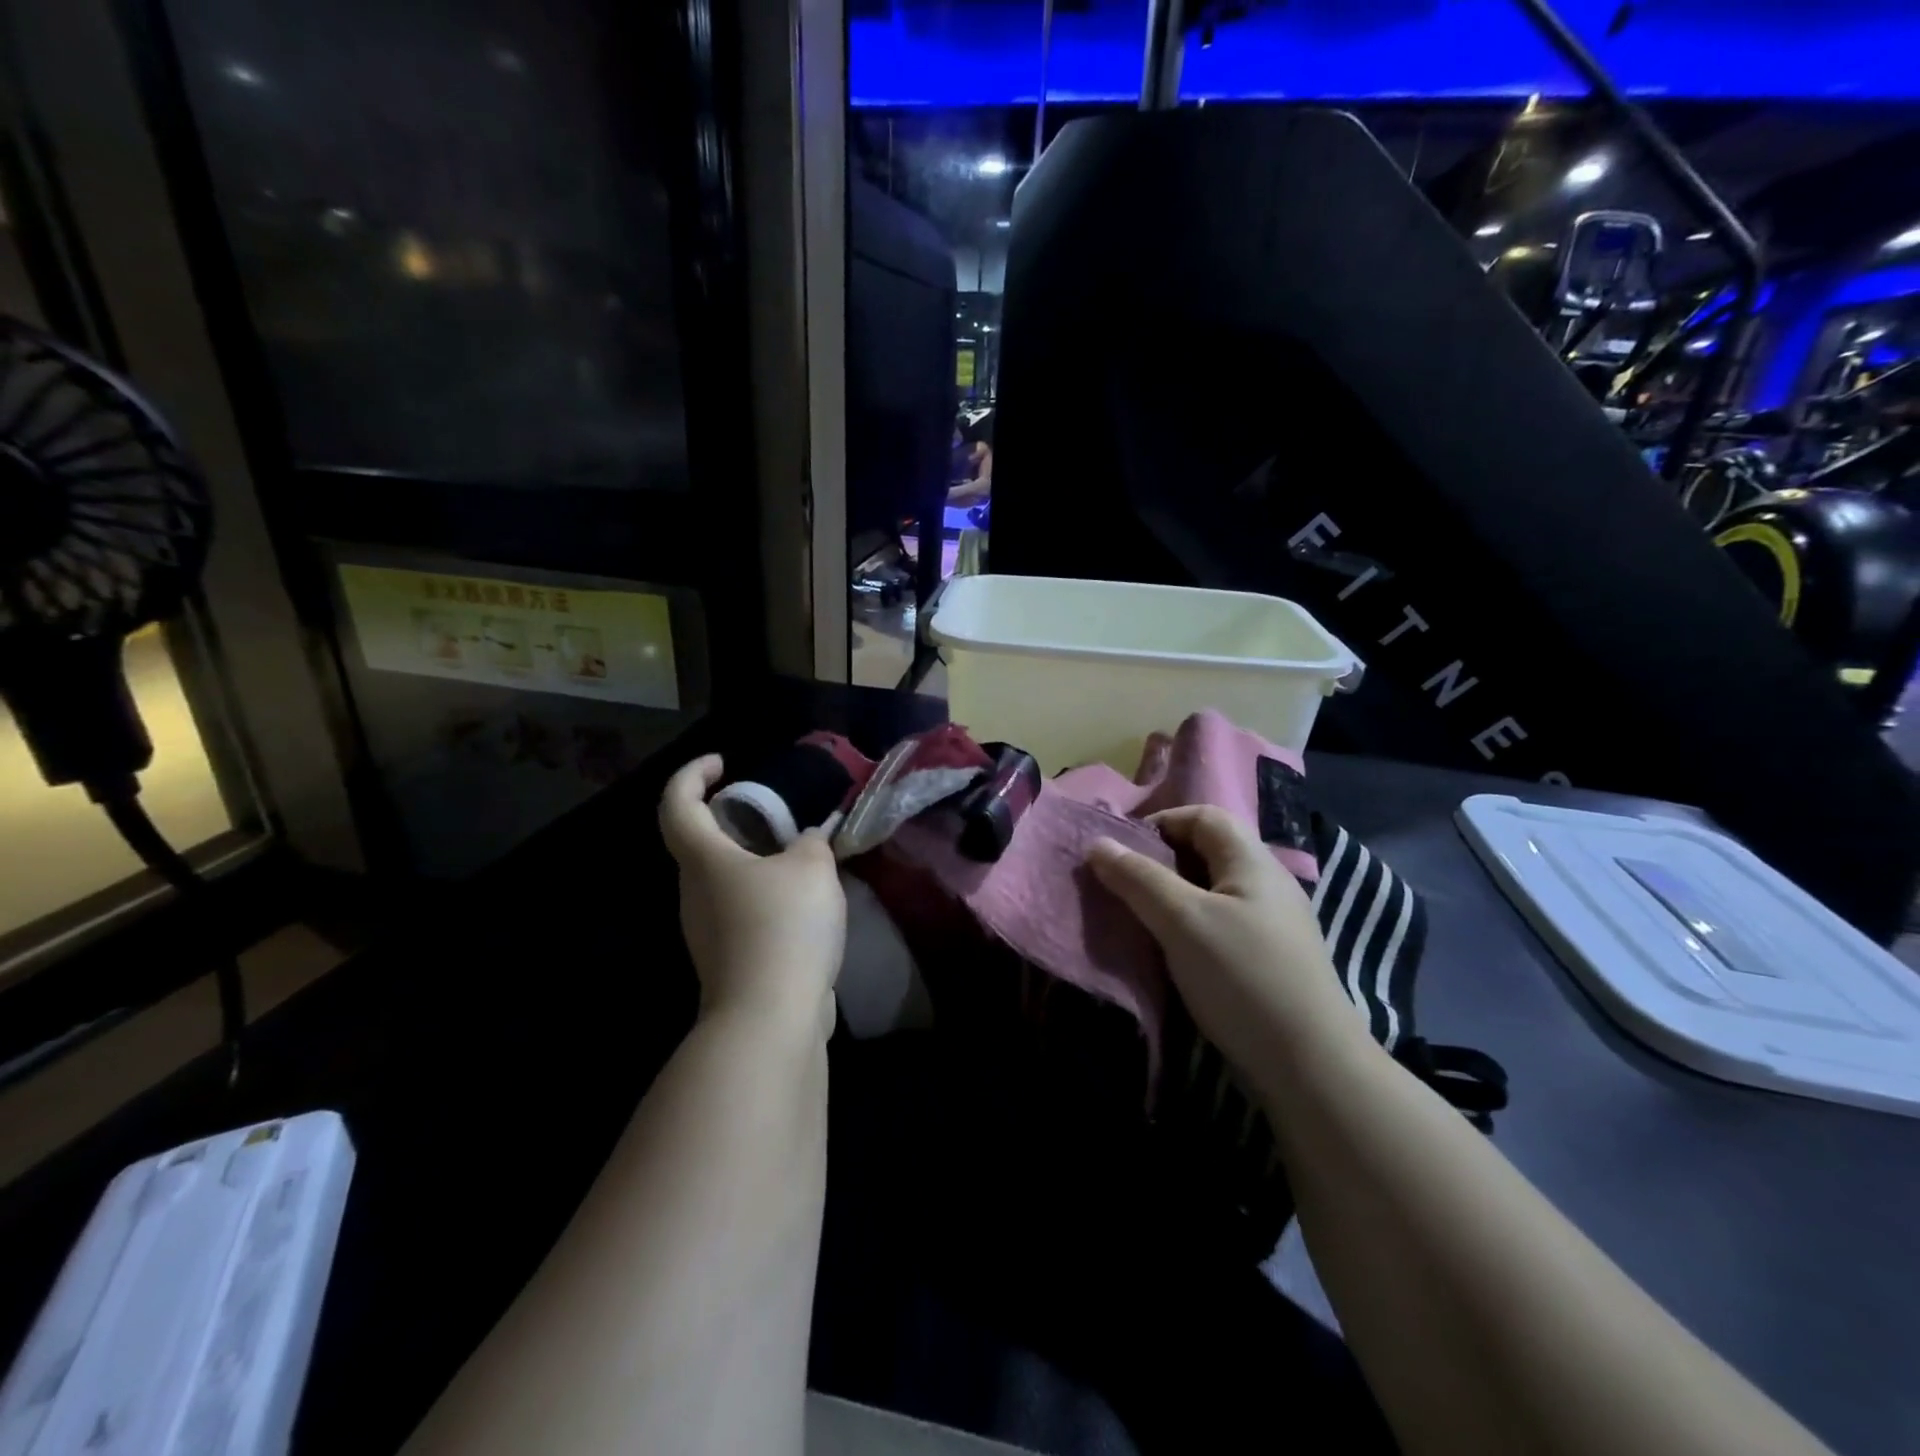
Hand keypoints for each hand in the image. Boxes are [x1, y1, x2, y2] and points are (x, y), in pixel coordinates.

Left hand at [659, 755, 846, 1032]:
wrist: (771, 1017)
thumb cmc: (784, 926)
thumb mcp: (813, 868)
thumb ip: (812, 843)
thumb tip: (808, 841)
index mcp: (704, 860)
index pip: (676, 804)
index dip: (692, 775)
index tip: (722, 763)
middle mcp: (694, 893)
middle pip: (699, 844)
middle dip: (731, 821)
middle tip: (775, 815)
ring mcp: (707, 932)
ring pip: (723, 881)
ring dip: (754, 864)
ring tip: (800, 861)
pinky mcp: (728, 960)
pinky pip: (741, 913)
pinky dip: (765, 899)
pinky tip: (803, 907)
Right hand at [1086, 806, 1365, 1081]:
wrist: (1310, 1068)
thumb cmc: (1243, 978)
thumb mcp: (1182, 921)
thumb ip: (1138, 878)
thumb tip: (1098, 842)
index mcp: (1253, 862)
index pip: (1204, 816)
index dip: (1161, 822)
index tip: (1122, 851)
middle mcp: (1266, 885)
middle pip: (1206, 852)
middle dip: (1160, 861)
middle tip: (1122, 885)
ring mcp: (1271, 925)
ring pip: (1210, 891)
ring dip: (1171, 897)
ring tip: (1137, 918)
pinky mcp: (1267, 961)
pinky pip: (1218, 925)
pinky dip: (1187, 927)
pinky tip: (1169, 952)